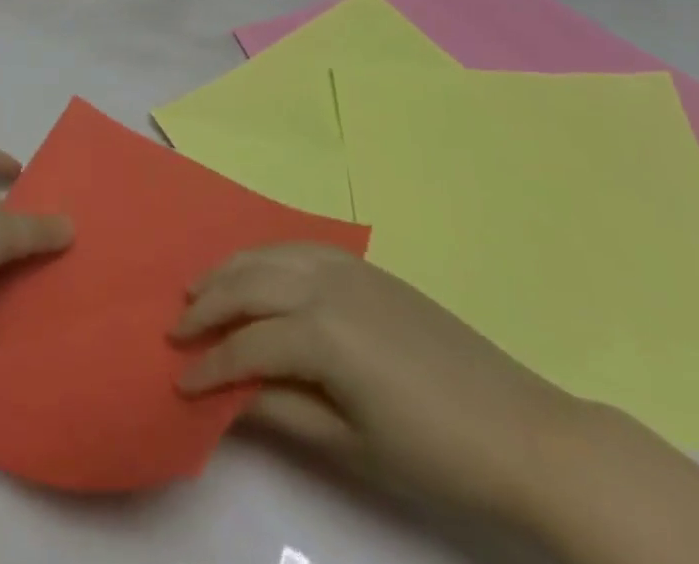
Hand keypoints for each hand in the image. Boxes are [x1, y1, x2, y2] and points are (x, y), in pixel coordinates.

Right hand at [174, 244, 581, 524]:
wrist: (522, 431)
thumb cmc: (435, 453)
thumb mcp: (352, 445)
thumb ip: (283, 410)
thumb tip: (228, 396)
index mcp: (322, 334)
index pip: (246, 346)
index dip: (209, 367)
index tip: (178, 381)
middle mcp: (325, 285)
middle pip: (247, 285)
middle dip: (206, 305)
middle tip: (176, 328)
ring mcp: (346, 268)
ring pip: (267, 256)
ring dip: (228, 271)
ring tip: (199, 289)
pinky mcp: (364, 266)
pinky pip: (297, 247)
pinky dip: (265, 255)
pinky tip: (256, 270)